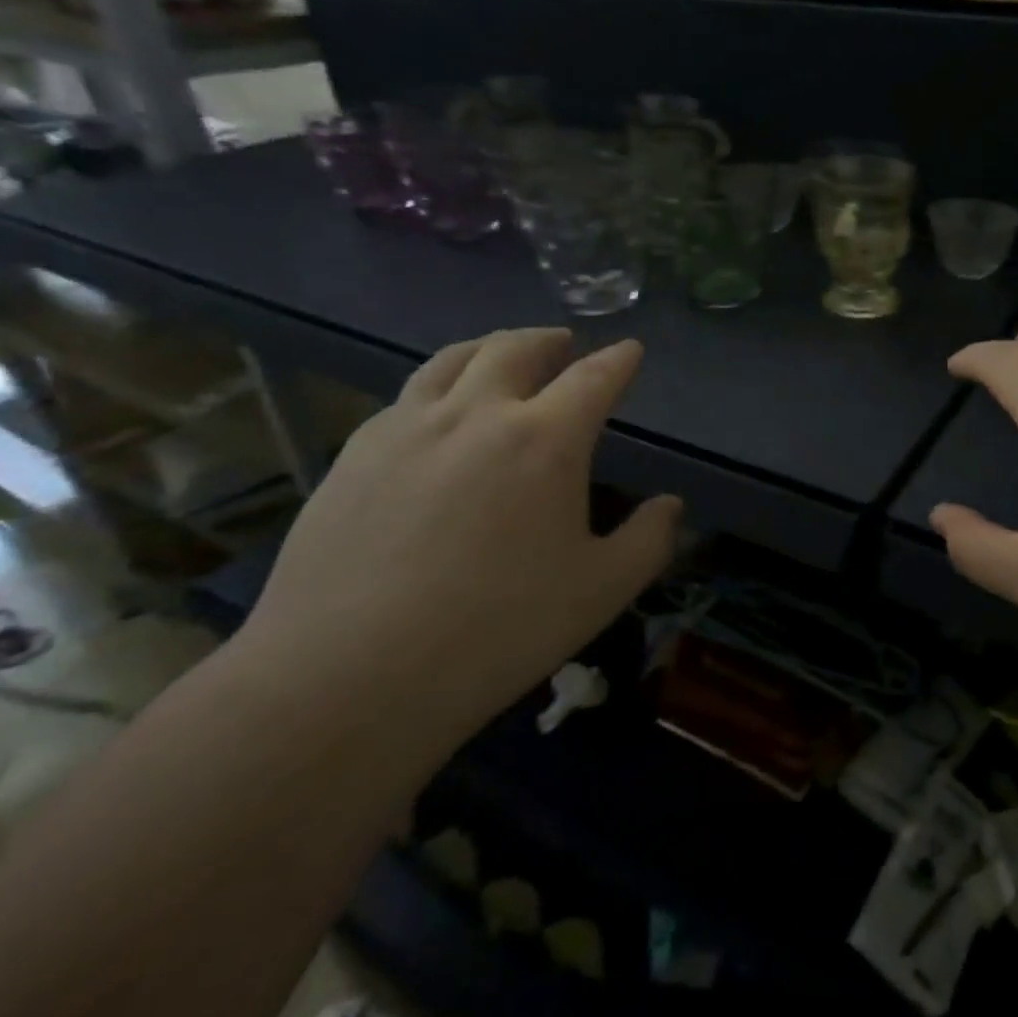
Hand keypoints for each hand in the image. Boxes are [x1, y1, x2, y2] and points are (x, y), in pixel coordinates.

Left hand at [241, 329, 680, 738]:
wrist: (346, 676)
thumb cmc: (496, 630)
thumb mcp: (600, 591)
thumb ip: (649, 541)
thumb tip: (671, 506)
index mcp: (545, 439)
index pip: (594, 378)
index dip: (619, 360)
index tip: (630, 350)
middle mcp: (477, 414)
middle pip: (516, 349)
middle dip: (549, 339)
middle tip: (564, 343)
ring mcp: (407, 428)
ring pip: (452, 360)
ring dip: (489, 348)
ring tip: (501, 354)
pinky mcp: (354, 454)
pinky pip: (406, 397)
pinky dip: (438, 386)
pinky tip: (436, 412)